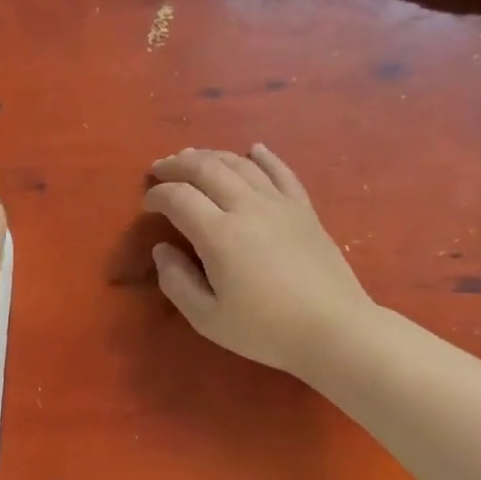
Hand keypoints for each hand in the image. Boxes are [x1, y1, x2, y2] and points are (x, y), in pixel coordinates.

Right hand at [144, 144, 369, 377]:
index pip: (179, 197)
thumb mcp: (207, 318)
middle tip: (160, 170)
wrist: (333, 329)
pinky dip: (263, 157)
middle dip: (177, 165)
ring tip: (193, 157)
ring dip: (211, 156)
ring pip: (240, 164)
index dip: (157, 196)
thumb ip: (176, 282)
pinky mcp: (304, 209)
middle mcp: (247, 207)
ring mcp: (279, 204)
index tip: (147, 205)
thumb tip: (162, 250)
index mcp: (219, 235)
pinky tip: (253, 150)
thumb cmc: (265, 330)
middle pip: (206, 169)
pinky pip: (281, 171)